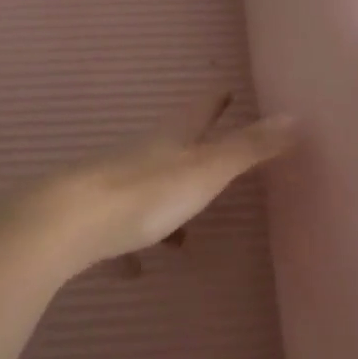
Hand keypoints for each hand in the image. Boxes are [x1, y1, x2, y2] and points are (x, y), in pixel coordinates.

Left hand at [20, 95, 297, 271]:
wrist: (63, 227)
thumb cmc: (144, 195)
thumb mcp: (206, 171)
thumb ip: (249, 148)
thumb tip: (295, 115)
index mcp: (171, 141)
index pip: (199, 110)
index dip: (215, 100)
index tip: (226, 88)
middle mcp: (141, 157)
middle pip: (170, 148)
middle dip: (192, 150)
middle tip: (214, 157)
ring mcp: (111, 187)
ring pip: (145, 190)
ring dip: (166, 205)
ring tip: (184, 235)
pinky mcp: (89, 222)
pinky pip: (117, 233)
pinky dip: (130, 246)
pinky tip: (135, 270)